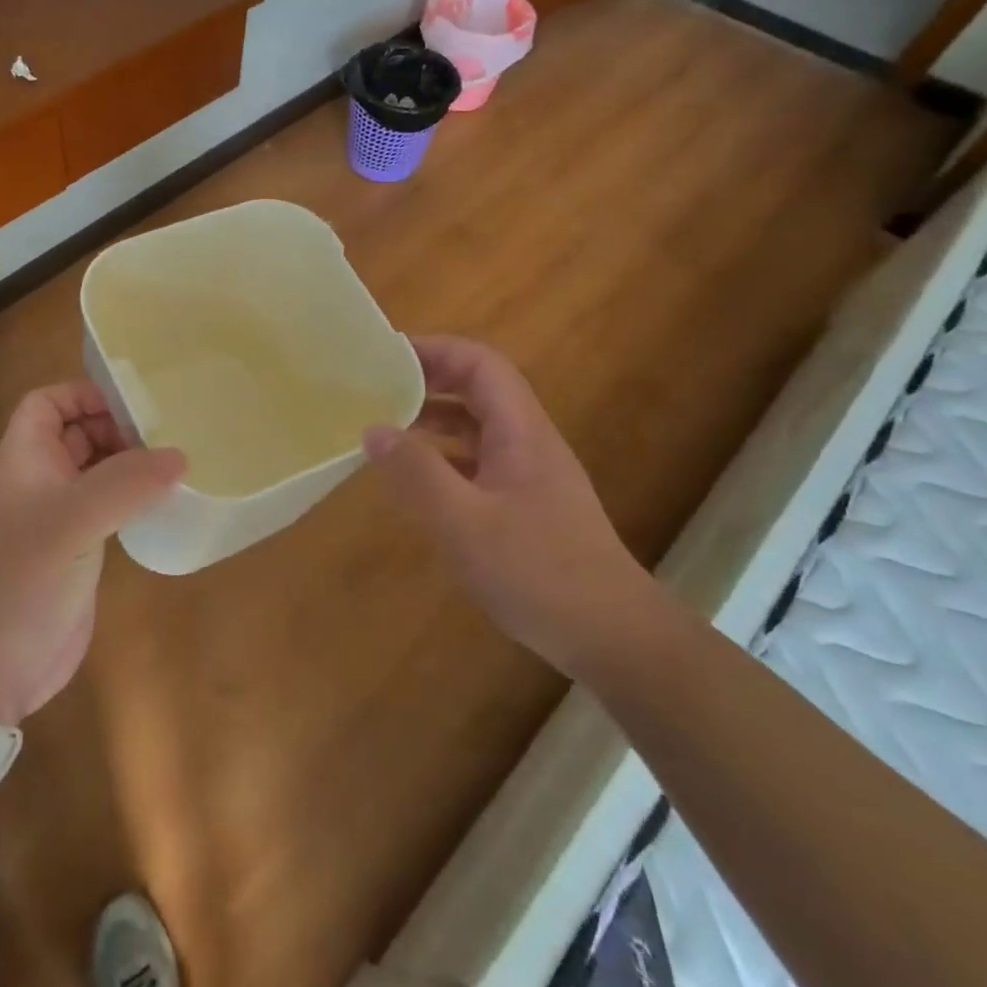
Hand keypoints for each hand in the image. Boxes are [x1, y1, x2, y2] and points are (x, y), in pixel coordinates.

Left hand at [0, 382, 185, 726]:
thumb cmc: (21, 579)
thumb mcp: (72, 521)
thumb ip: (125, 484)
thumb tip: (179, 456)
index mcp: (26, 458)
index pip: (48, 403)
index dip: (84, 394)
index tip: (134, 402)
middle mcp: (42, 480)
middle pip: (80, 432)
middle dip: (120, 427)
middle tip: (171, 432)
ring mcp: (60, 517)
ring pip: (99, 471)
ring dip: (133, 463)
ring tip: (179, 462)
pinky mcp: (80, 551)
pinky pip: (111, 508)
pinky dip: (137, 499)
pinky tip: (168, 503)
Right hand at [364, 336, 659, 675]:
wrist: (612, 636)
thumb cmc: (539, 573)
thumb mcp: (465, 523)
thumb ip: (417, 473)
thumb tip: (373, 429)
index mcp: (521, 432)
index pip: (480, 365)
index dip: (435, 350)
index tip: (386, 356)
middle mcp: (527, 442)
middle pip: (478, 388)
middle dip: (428, 379)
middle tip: (377, 386)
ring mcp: (528, 474)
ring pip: (476, 426)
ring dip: (433, 418)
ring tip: (386, 425)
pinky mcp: (524, 505)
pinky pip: (476, 461)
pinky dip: (442, 456)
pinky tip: (415, 478)